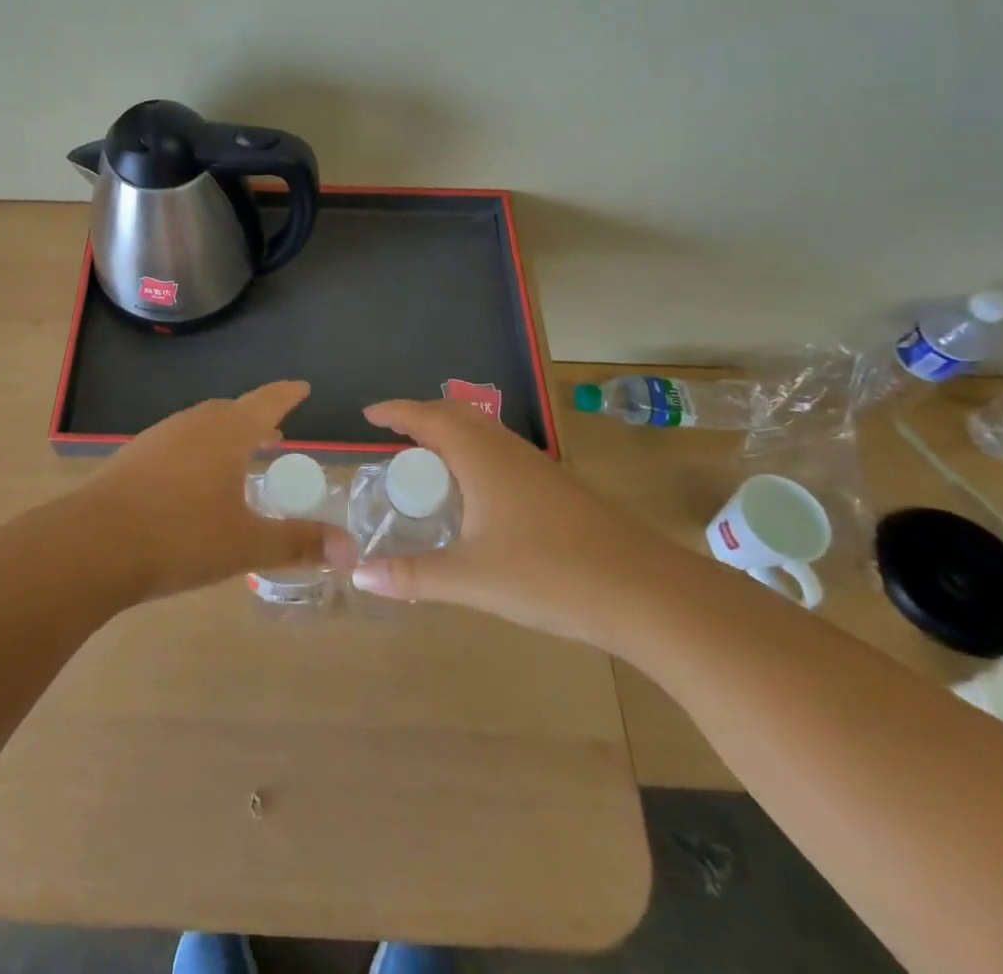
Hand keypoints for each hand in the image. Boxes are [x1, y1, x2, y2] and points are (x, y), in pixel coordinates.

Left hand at [82, 381, 330, 600]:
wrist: (92, 543)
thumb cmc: (180, 536)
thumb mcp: (246, 544)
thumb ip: (298, 543)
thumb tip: (351, 550)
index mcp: (227, 432)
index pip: (267, 401)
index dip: (287, 394)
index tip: (302, 387)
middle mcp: (193, 424)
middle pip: (232, 411)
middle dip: (256, 419)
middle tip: (274, 435)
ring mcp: (158, 437)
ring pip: (201, 426)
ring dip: (224, 436)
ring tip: (236, 460)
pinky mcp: (133, 456)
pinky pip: (177, 443)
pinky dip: (196, 452)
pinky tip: (191, 483)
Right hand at [339, 399, 664, 647]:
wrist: (643, 590)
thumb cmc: (548, 575)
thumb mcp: (470, 579)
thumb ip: (411, 576)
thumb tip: (358, 575)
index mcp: (479, 456)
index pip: (426, 417)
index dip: (394, 412)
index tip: (367, 415)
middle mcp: (506, 449)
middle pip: (455, 414)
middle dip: (420, 417)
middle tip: (393, 437)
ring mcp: (536, 465)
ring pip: (483, 431)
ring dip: (450, 434)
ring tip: (426, 462)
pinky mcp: (556, 485)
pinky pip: (501, 451)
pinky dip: (474, 454)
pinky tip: (475, 493)